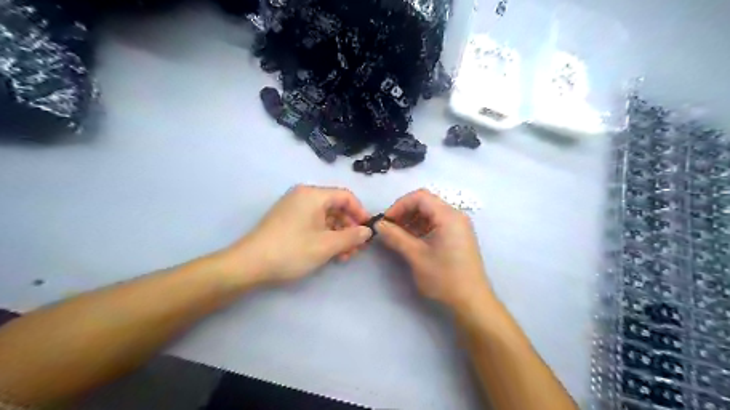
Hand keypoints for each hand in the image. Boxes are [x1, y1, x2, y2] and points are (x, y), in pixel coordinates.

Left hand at [228, 186, 371, 284]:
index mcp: (313, 195)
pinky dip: (325, 235)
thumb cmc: (292, 250)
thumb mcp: (326, 245)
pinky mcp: (288, 220)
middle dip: (349, 228)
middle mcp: (304, 196)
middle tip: (357, 249)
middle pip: (336, 207)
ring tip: (344, 256)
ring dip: (338, 235)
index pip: (346, 196)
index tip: (367, 231)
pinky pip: (313, 222)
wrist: (249, 264)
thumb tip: (367, 231)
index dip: (360, 212)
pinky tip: (330, 253)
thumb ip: (351, 236)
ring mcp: (294, 207)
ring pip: (325, 217)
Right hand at [376, 189, 489, 310]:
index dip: (399, 205)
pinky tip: (411, 240)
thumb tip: (379, 225)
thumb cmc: (445, 277)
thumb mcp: (416, 256)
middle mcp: (455, 216)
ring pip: (430, 213)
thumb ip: (396, 237)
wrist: (471, 301)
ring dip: (412, 220)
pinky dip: (421, 228)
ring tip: (398, 235)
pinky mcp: (458, 236)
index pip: (420, 197)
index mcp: (448, 216)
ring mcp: (458, 226)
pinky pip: (436, 223)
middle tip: (390, 228)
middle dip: (405, 212)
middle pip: (425, 203)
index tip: (386, 221)